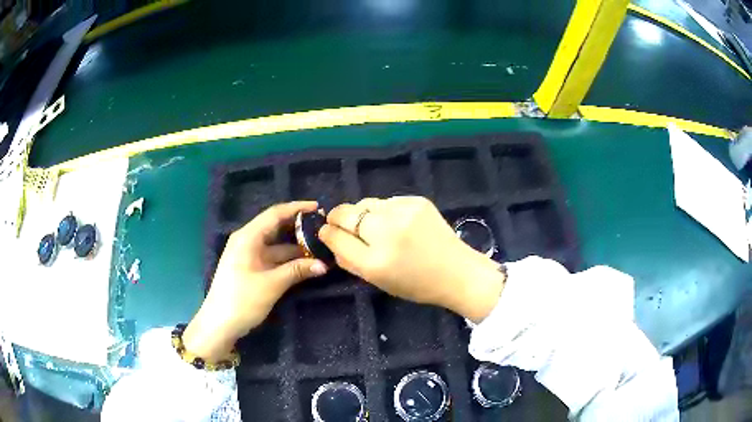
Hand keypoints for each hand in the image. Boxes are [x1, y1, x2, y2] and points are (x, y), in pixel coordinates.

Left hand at [184, 201, 327, 360]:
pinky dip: (288, 260)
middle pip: (276, 227)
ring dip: (296, 247)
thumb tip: (324, 265)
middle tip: (322, 228)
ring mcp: (248, 255)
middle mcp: (247, 241)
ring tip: (320, 247)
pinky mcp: (251, 268)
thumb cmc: (242, 300)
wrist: (219, 324)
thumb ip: (297, 271)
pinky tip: (305, 264)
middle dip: (299, 227)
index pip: (275, 214)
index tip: (318, 207)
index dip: (297, 208)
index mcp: (248, 237)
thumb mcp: (271, 284)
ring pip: (276, 245)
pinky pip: (273, 258)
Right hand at [319, 196, 504, 321]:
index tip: (326, 231)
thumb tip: (330, 238)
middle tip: (342, 224)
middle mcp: (386, 233)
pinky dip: (384, 211)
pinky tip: (397, 223)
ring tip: (374, 226)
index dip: (327, 233)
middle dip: (338, 217)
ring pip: (366, 203)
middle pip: (346, 213)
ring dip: (363, 213)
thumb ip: (349, 260)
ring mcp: (403, 212)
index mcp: (375, 262)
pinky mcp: (417, 200)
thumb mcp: (377, 281)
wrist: (457, 272)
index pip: (336, 237)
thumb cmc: (416, 284)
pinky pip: (387, 201)